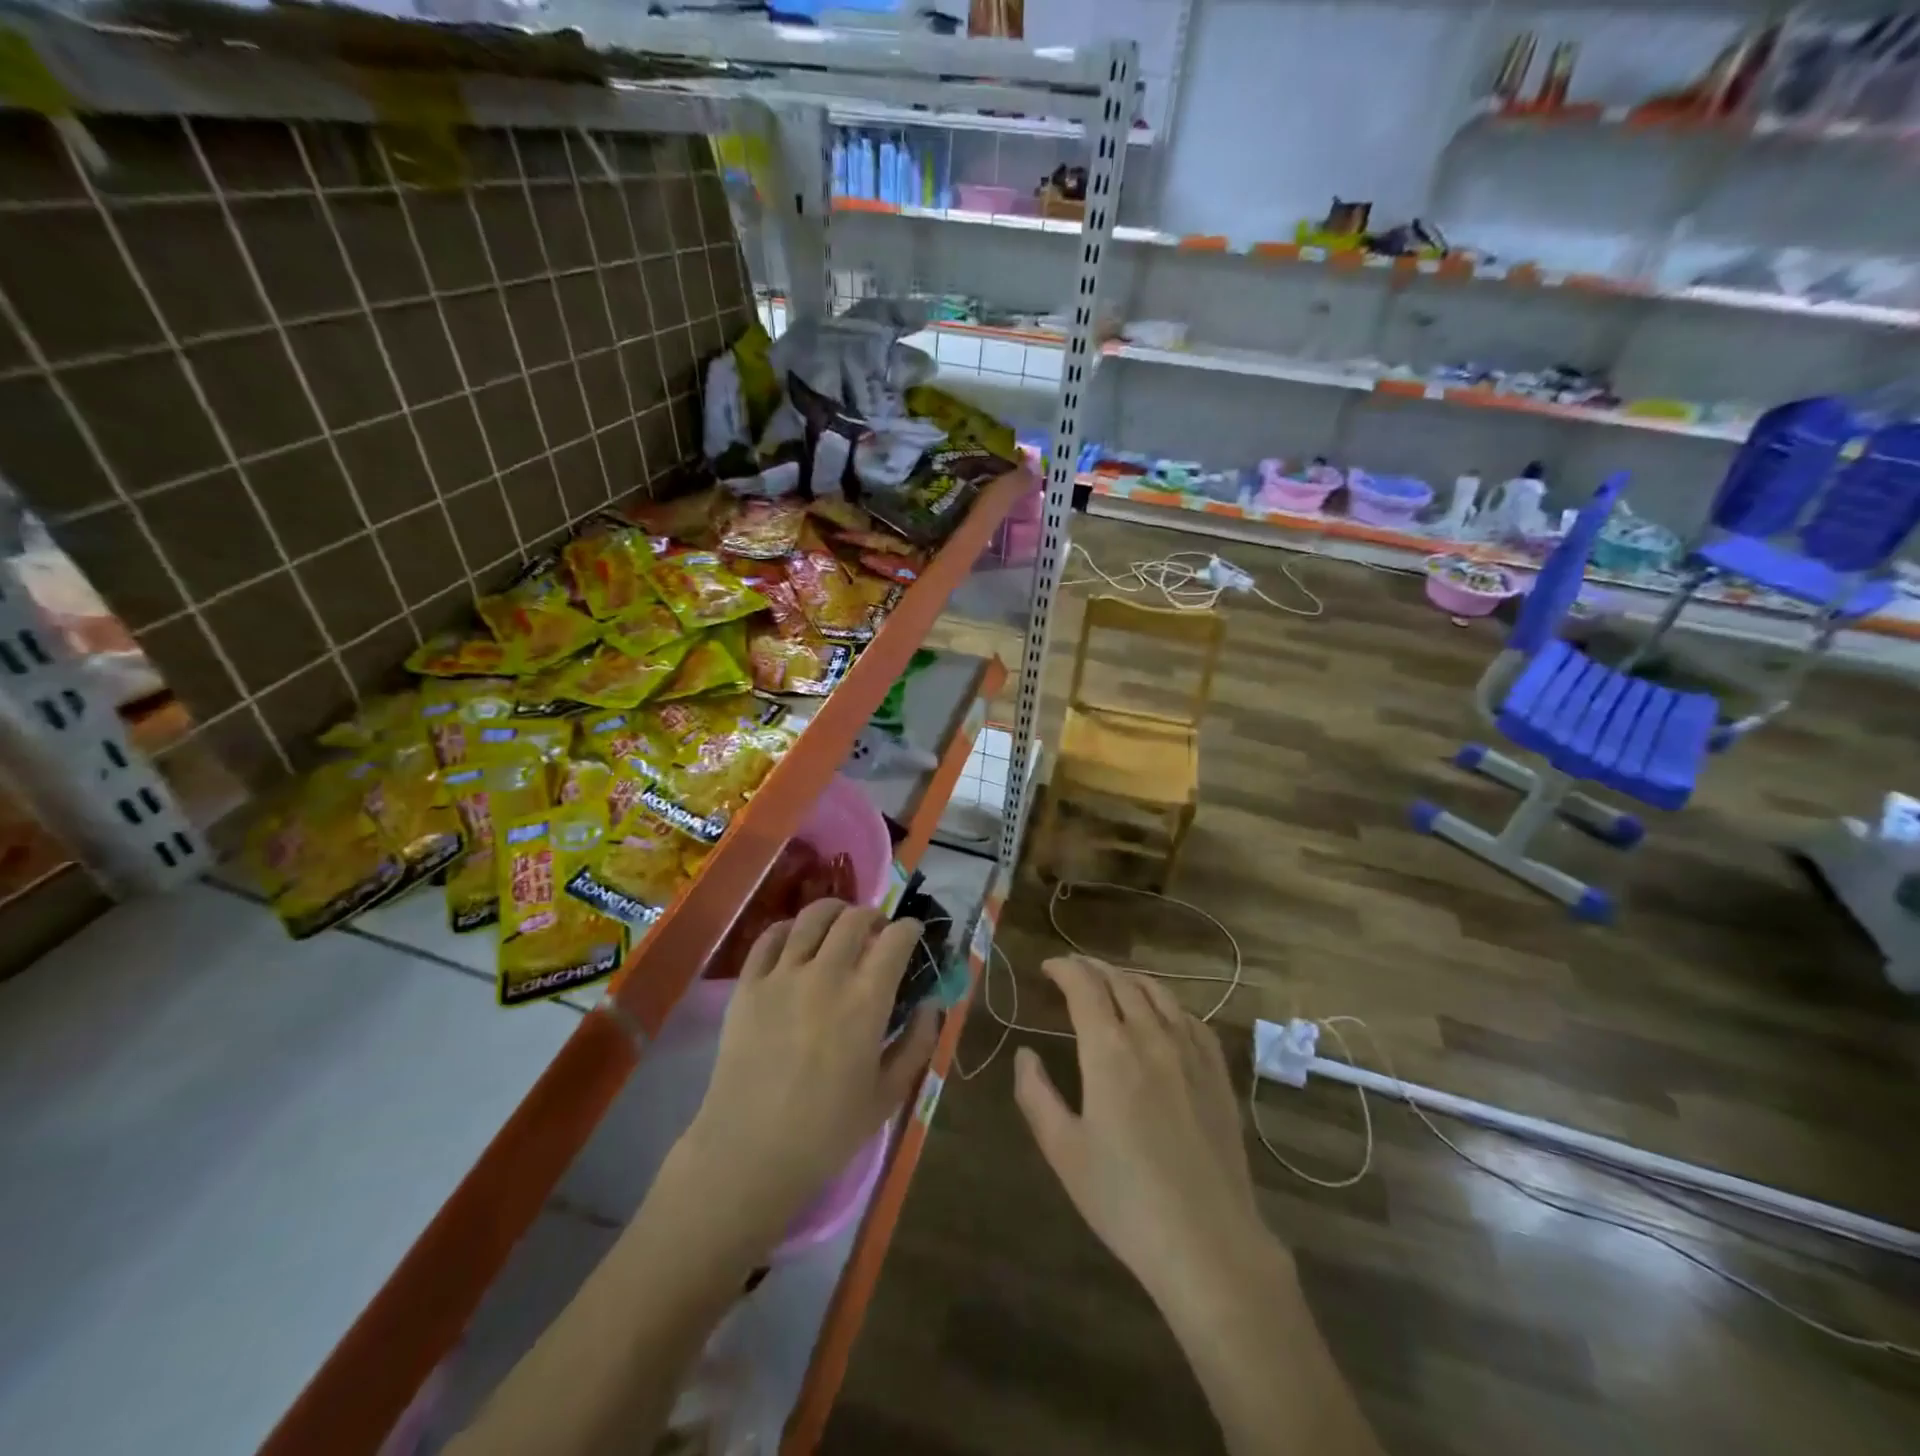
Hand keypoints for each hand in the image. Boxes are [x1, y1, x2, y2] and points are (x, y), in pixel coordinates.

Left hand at [677, 899, 937, 1246]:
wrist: (749, 1152)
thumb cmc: (827, 1131)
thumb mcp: (889, 1094)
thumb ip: (917, 1043)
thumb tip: (930, 1004)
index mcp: (866, 1000)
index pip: (896, 939)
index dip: (910, 929)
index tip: (913, 934)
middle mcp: (826, 974)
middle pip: (855, 918)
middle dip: (875, 917)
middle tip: (878, 933)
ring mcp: (782, 975)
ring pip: (812, 916)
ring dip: (835, 912)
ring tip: (840, 925)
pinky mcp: (748, 984)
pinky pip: (770, 937)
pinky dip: (789, 928)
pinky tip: (797, 940)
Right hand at [1014, 956, 1271, 1309]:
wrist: (1209, 1243)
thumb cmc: (1125, 1200)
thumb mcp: (1063, 1151)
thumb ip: (1035, 1094)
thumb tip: (1025, 1054)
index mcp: (1109, 1050)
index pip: (1084, 986)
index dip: (1064, 968)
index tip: (1047, 968)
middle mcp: (1151, 1036)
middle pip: (1121, 981)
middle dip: (1092, 969)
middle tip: (1073, 971)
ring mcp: (1191, 1052)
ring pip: (1159, 993)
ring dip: (1129, 980)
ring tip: (1112, 984)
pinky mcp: (1218, 1074)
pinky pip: (1191, 1019)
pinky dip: (1167, 1005)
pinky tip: (1162, 1017)